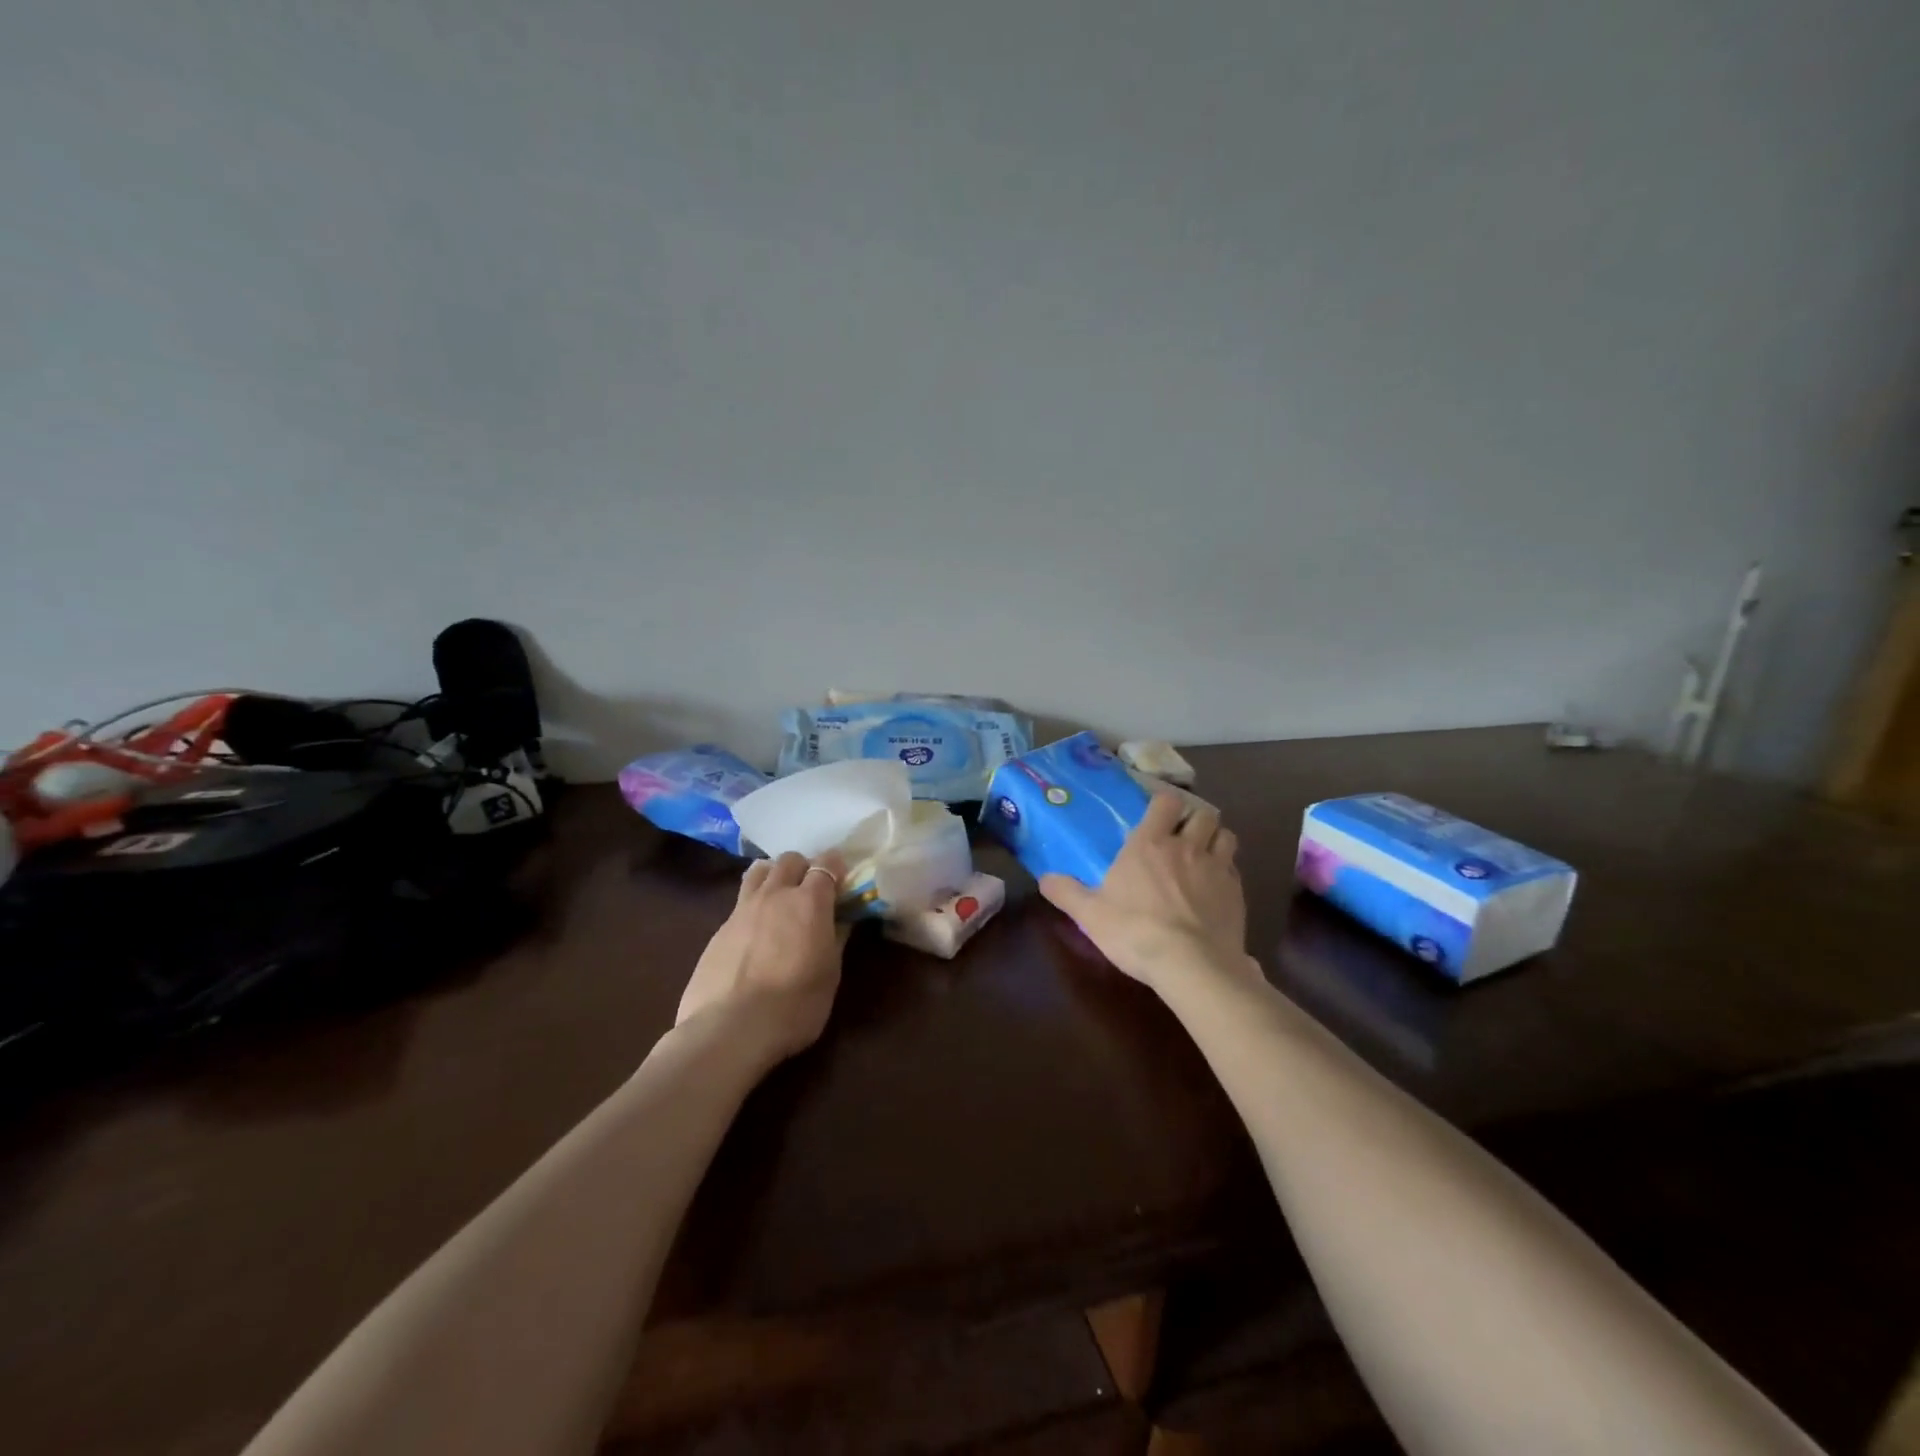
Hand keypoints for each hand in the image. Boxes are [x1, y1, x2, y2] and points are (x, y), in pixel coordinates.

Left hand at [677, 850, 848, 1061]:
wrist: (729, 1030)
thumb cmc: (794, 1005)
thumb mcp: (830, 975)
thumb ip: (836, 939)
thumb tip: (842, 920)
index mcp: (809, 901)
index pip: (827, 863)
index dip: (836, 867)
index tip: (843, 881)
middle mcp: (775, 894)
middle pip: (790, 859)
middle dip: (804, 868)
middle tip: (811, 892)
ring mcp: (742, 909)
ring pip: (759, 871)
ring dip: (774, 876)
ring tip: (779, 900)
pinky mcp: (718, 929)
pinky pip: (740, 902)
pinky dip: (753, 906)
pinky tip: (755, 933)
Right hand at [1039, 794, 1252, 991]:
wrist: (1191, 964)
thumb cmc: (1135, 931)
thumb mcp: (1090, 914)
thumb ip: (1066, 892)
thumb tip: (1044, 878)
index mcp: (1149, 843)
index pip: (1166, 802)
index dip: (1164, 803)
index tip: (1157, 813)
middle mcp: (1186, 847)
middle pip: (1205, 813)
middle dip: (1196, 819)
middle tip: (1183, 834)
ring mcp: (1217, 868)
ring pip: (1227, 836)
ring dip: (1216, 839)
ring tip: (1205, 854)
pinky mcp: (1237, 893)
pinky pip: (1235, 869)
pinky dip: (1227, 871)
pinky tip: (1216, 888)